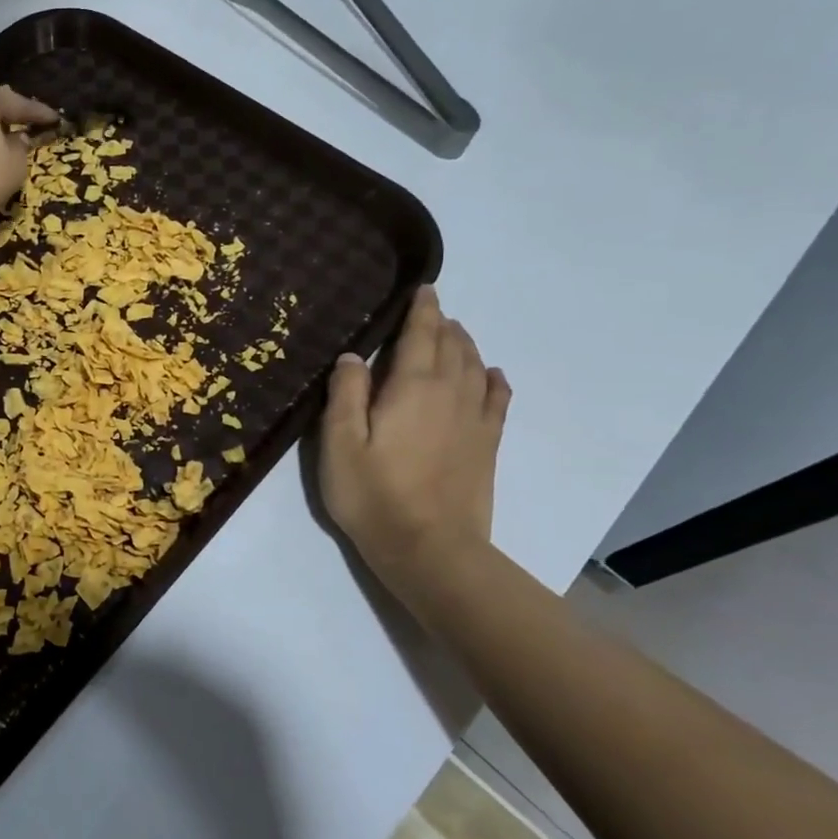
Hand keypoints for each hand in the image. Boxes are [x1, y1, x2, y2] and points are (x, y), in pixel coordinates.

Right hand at [320, 287, 511, 600]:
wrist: (430, 549)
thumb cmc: (373, 494)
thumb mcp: (340, 443)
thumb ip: (345, 394)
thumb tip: (353, 355)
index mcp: (412, 387)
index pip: (421, 335)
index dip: (422, 309)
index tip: (423, 288)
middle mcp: (450, 393)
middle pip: (452, 346)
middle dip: (442, 323)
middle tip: (431, 310)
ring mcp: (474, 420)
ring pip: (475, 366)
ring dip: (465, 344)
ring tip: (454, 333)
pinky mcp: (486, 445)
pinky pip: (497, 399)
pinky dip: (494, 380)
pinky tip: (492, 374)